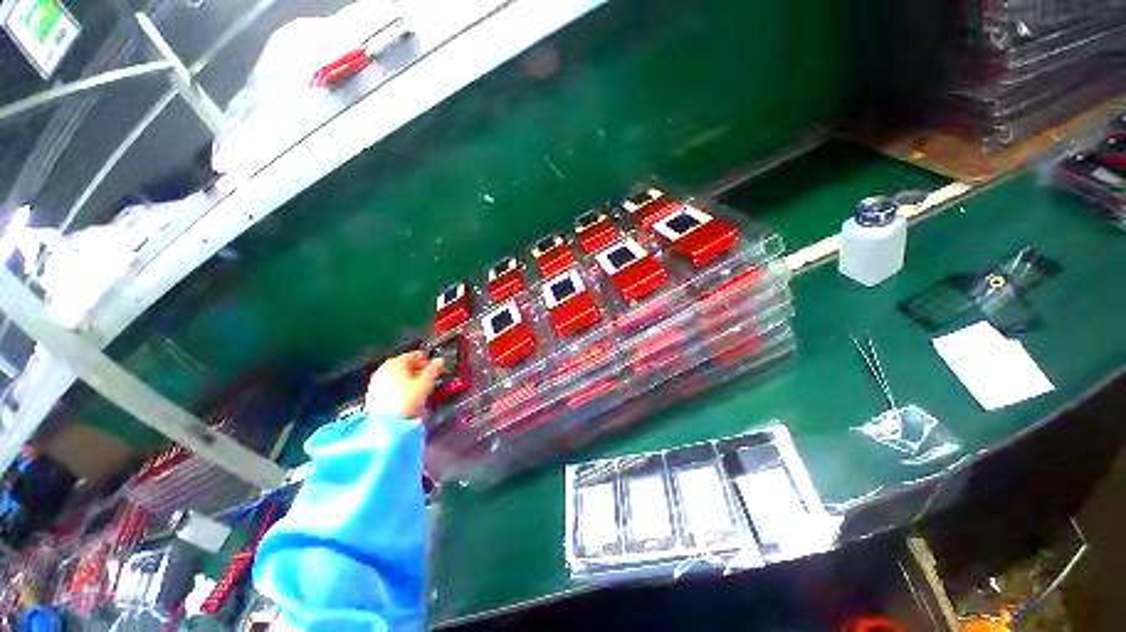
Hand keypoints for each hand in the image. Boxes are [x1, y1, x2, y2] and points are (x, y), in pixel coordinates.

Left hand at [365, 351, 444, 419]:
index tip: (436, 368)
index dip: (427, 360)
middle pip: (404, 365)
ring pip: (396, 375)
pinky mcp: (372, 394)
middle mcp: (384, 368)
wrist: (385, 424)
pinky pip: (389, 385)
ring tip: (419, 389)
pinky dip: (399, 387)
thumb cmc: (408, 399)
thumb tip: (440, 360)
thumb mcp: (426, 384)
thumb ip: (434, 370)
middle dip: (417, 370)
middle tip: (429, 378)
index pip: (414, 355)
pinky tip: (406, 396)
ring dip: (408, 379)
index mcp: (396, 362)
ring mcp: (376, 381)